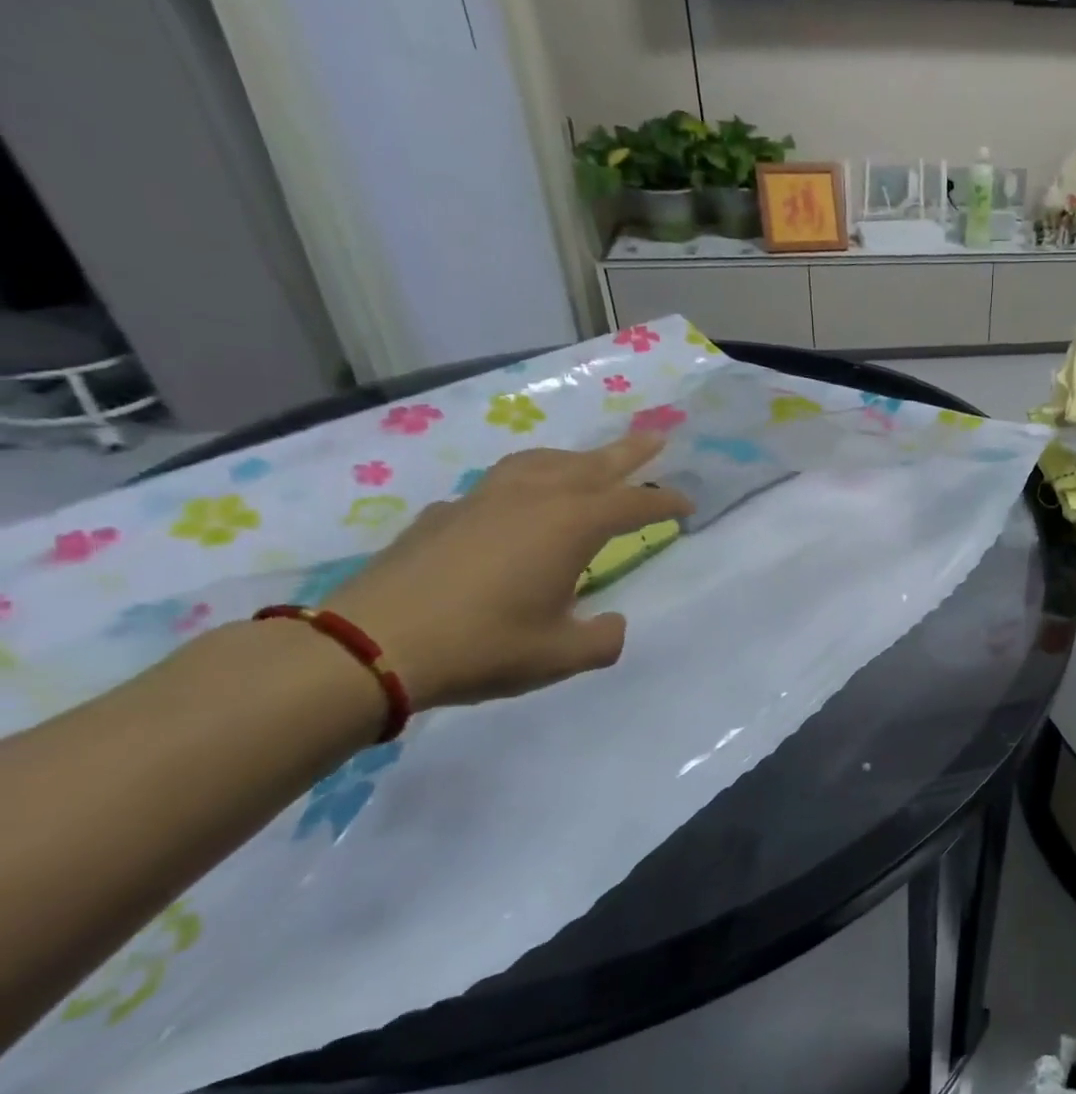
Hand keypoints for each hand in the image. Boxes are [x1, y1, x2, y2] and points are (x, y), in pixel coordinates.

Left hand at [327, 432, 692, 708]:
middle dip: (628, 453)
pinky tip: (517, 507)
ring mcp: (483, 499)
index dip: (665, 502)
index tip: (688, 505)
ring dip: (575, 459)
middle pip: (592, 465)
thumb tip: (613, 624)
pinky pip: (499, 484)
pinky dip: (525, 483)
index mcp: (570, 525)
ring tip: (589, 463)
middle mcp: (532, 498)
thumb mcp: (561, 655)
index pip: (633, 503)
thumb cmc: (483, 646)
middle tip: (657, 437)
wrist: (369, 645)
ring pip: (541, 462)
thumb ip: (603, 640)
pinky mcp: (445, 514)